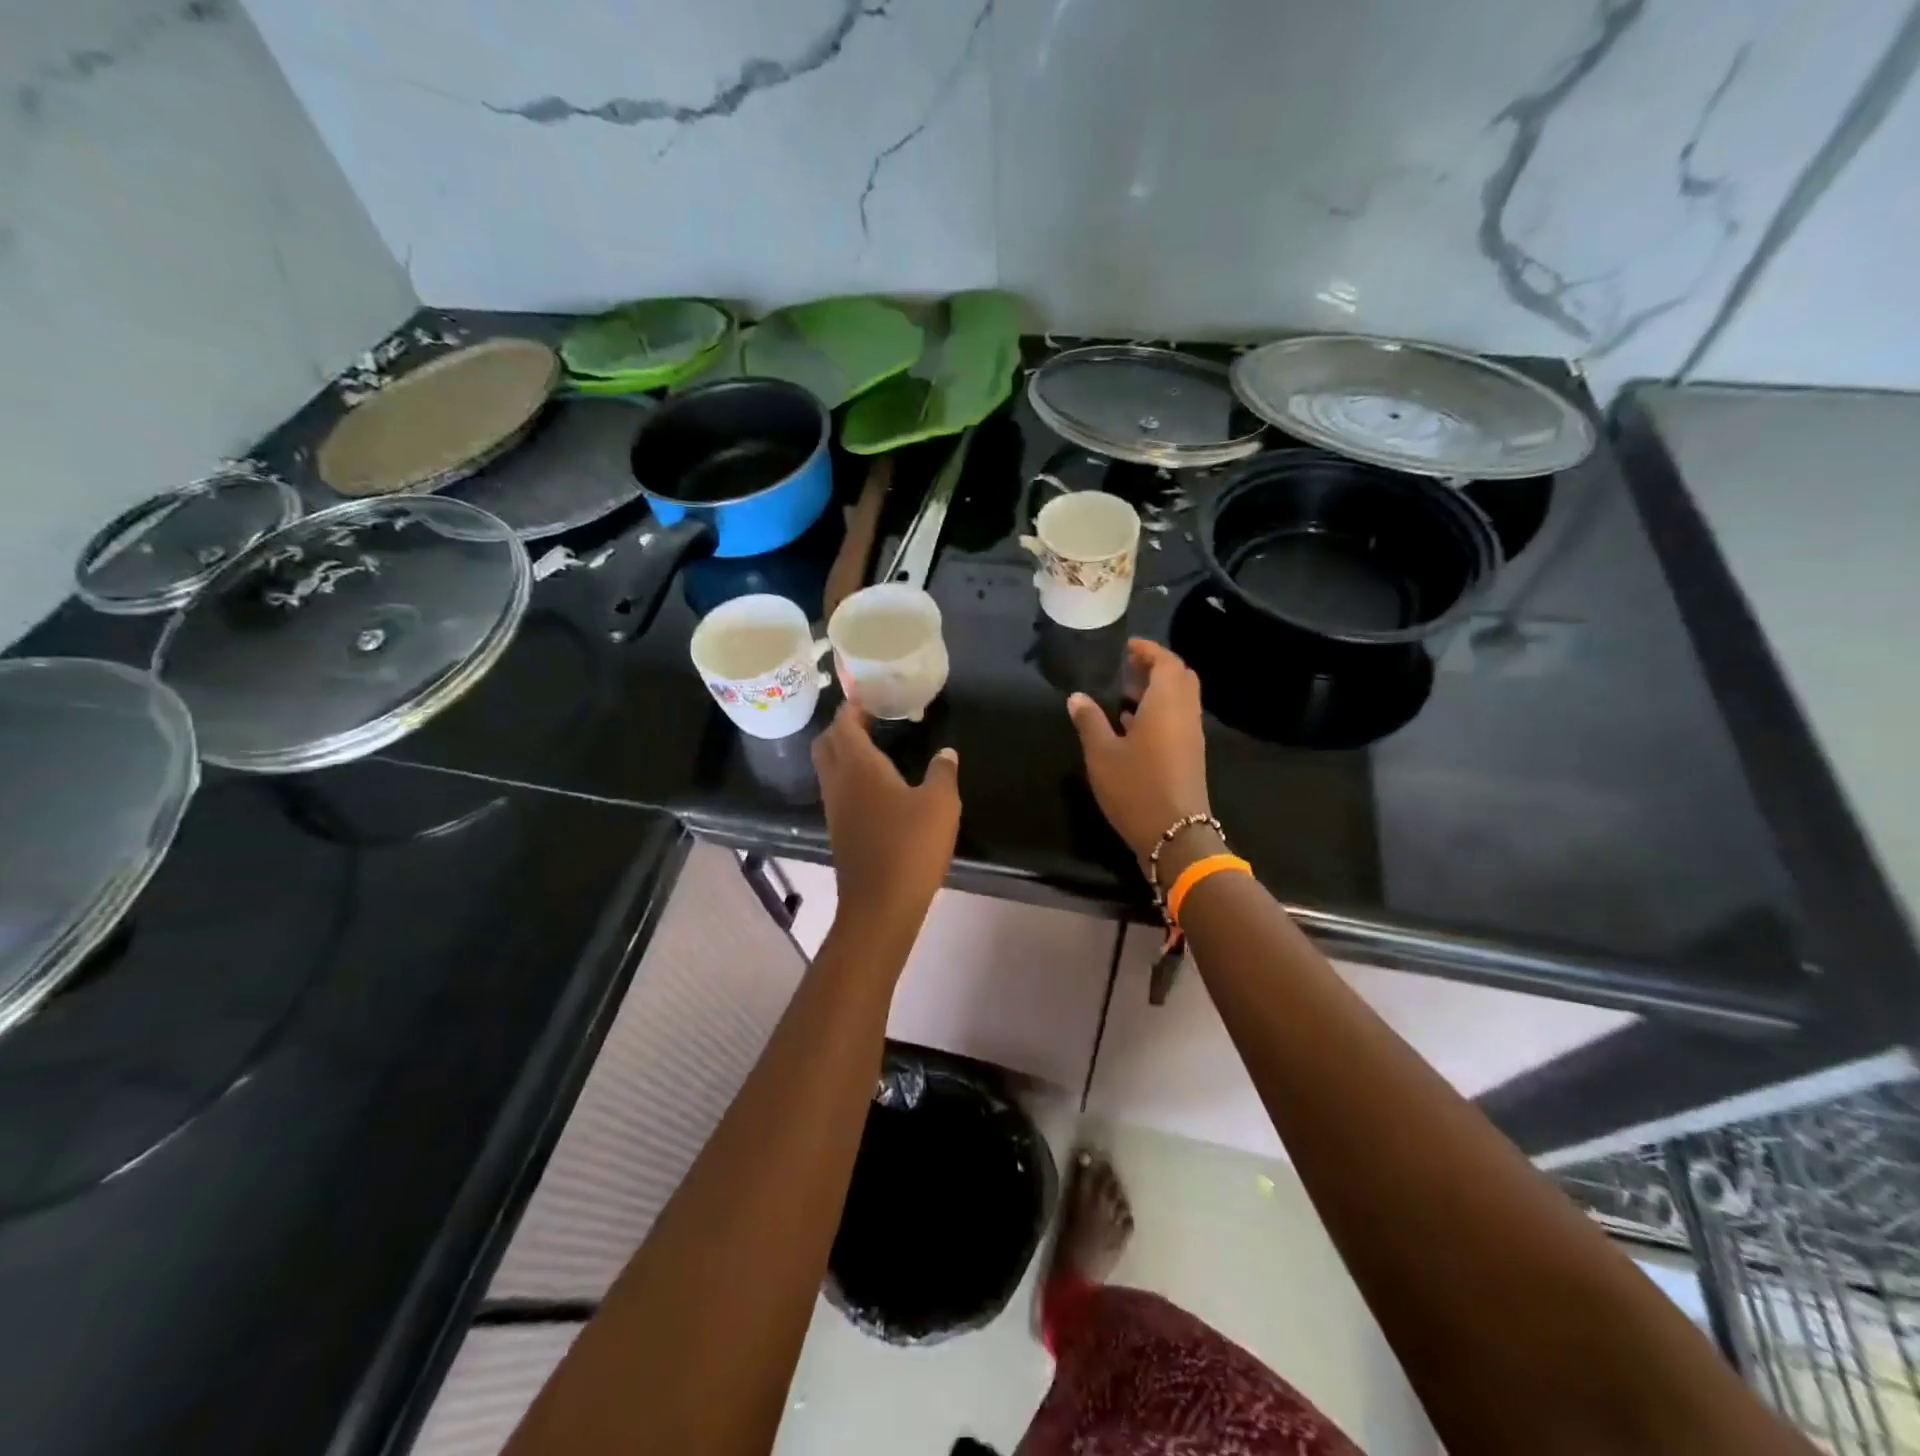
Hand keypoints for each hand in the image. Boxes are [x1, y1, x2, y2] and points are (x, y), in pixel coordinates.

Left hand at [812, 703, 960, 945]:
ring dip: (844, 751)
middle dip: (843, 726)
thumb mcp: (940, 805)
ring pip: (828, 767)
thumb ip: (943, 773)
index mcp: (859, 767)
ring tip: (876, 745)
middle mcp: (839, 782)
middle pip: (826, 742)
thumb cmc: (910, 847)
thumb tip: (946, 753)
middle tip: (871, 718)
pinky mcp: (839, 830)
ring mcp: (835, 808)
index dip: (853, 706)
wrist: (880, 905)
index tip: (870, 694)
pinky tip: (877, 784)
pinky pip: (837, 789)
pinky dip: (849, 775)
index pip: (844, 724)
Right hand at [1067, 640, 1212, 865]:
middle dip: (1155, 666)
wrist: (1174, 835)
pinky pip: (1178, 719)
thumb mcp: (1102, 754)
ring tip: (1124, 691)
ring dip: (1157, 689)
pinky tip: (1131, 724)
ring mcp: (1191, 736)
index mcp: (1166, 704)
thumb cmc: (1135, 788)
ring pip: (1180, 699)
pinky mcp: (1190, 755)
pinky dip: (1159, 710)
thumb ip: (1089, 721)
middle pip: (1179, 677)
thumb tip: (1076, 697)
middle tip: (1126, 667)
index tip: (1126, 647)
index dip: (1148, 650)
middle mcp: (1185, 714)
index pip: (1166, 662)